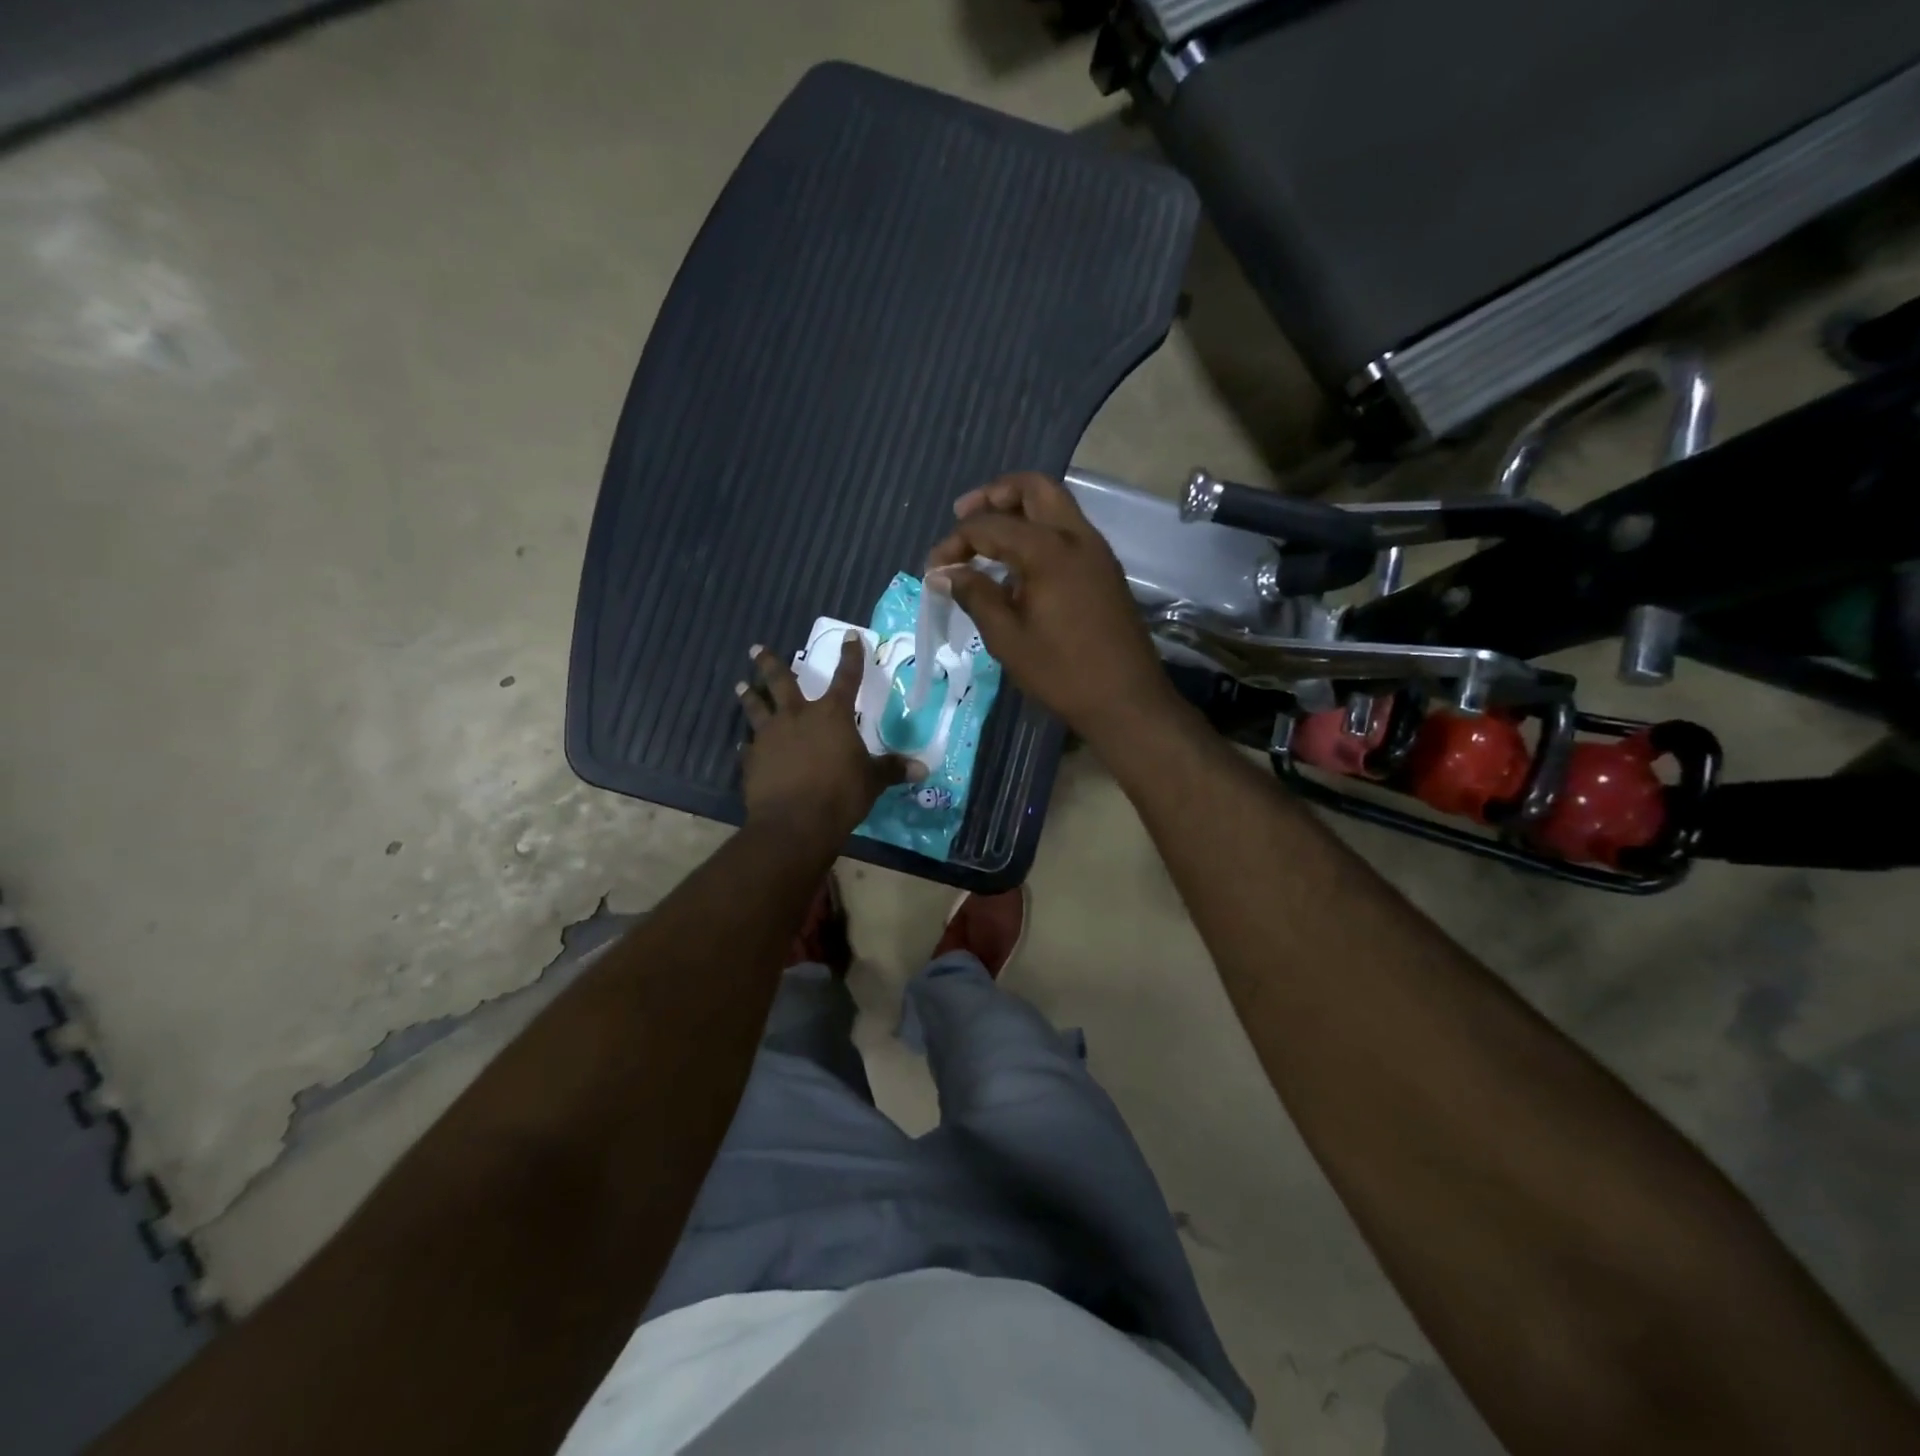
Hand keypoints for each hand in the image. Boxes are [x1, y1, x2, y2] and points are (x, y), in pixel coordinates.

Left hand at [737, 636, 920, 837]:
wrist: (794, 823)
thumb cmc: (840, 795)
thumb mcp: (872, 781)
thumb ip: (892, 769)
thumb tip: (923, 768)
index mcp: (832, 715)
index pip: (846, 677)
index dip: (851, 656)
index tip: (851, 636)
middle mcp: (797, 716)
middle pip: (781, 681)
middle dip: (769, 663)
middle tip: (755, 648)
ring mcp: (770, 736)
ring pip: (756, 708)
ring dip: (749, 696)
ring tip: (741, 685)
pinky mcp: (752, 760)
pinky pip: (748, 747)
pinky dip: (747, 745)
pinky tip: (743, 746)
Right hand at [925, 473, 1180, 745]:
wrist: (1125, 700)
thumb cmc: (1061, 672)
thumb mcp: (1007, 638)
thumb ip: (975, 596)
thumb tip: (945, 573)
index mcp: (1048, 550)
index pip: (990, 526)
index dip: (955, 542)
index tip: (934, 569)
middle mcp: (1076, 537)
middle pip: (1034, 488)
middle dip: (994, 495)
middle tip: (963, 516)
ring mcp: (1096, 551)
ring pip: (1055, 505)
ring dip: (1019, 510)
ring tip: (987, 540)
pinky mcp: (1104, 569)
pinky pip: (1068, 530)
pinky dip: (1039, 530)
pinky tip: (1018, 564)